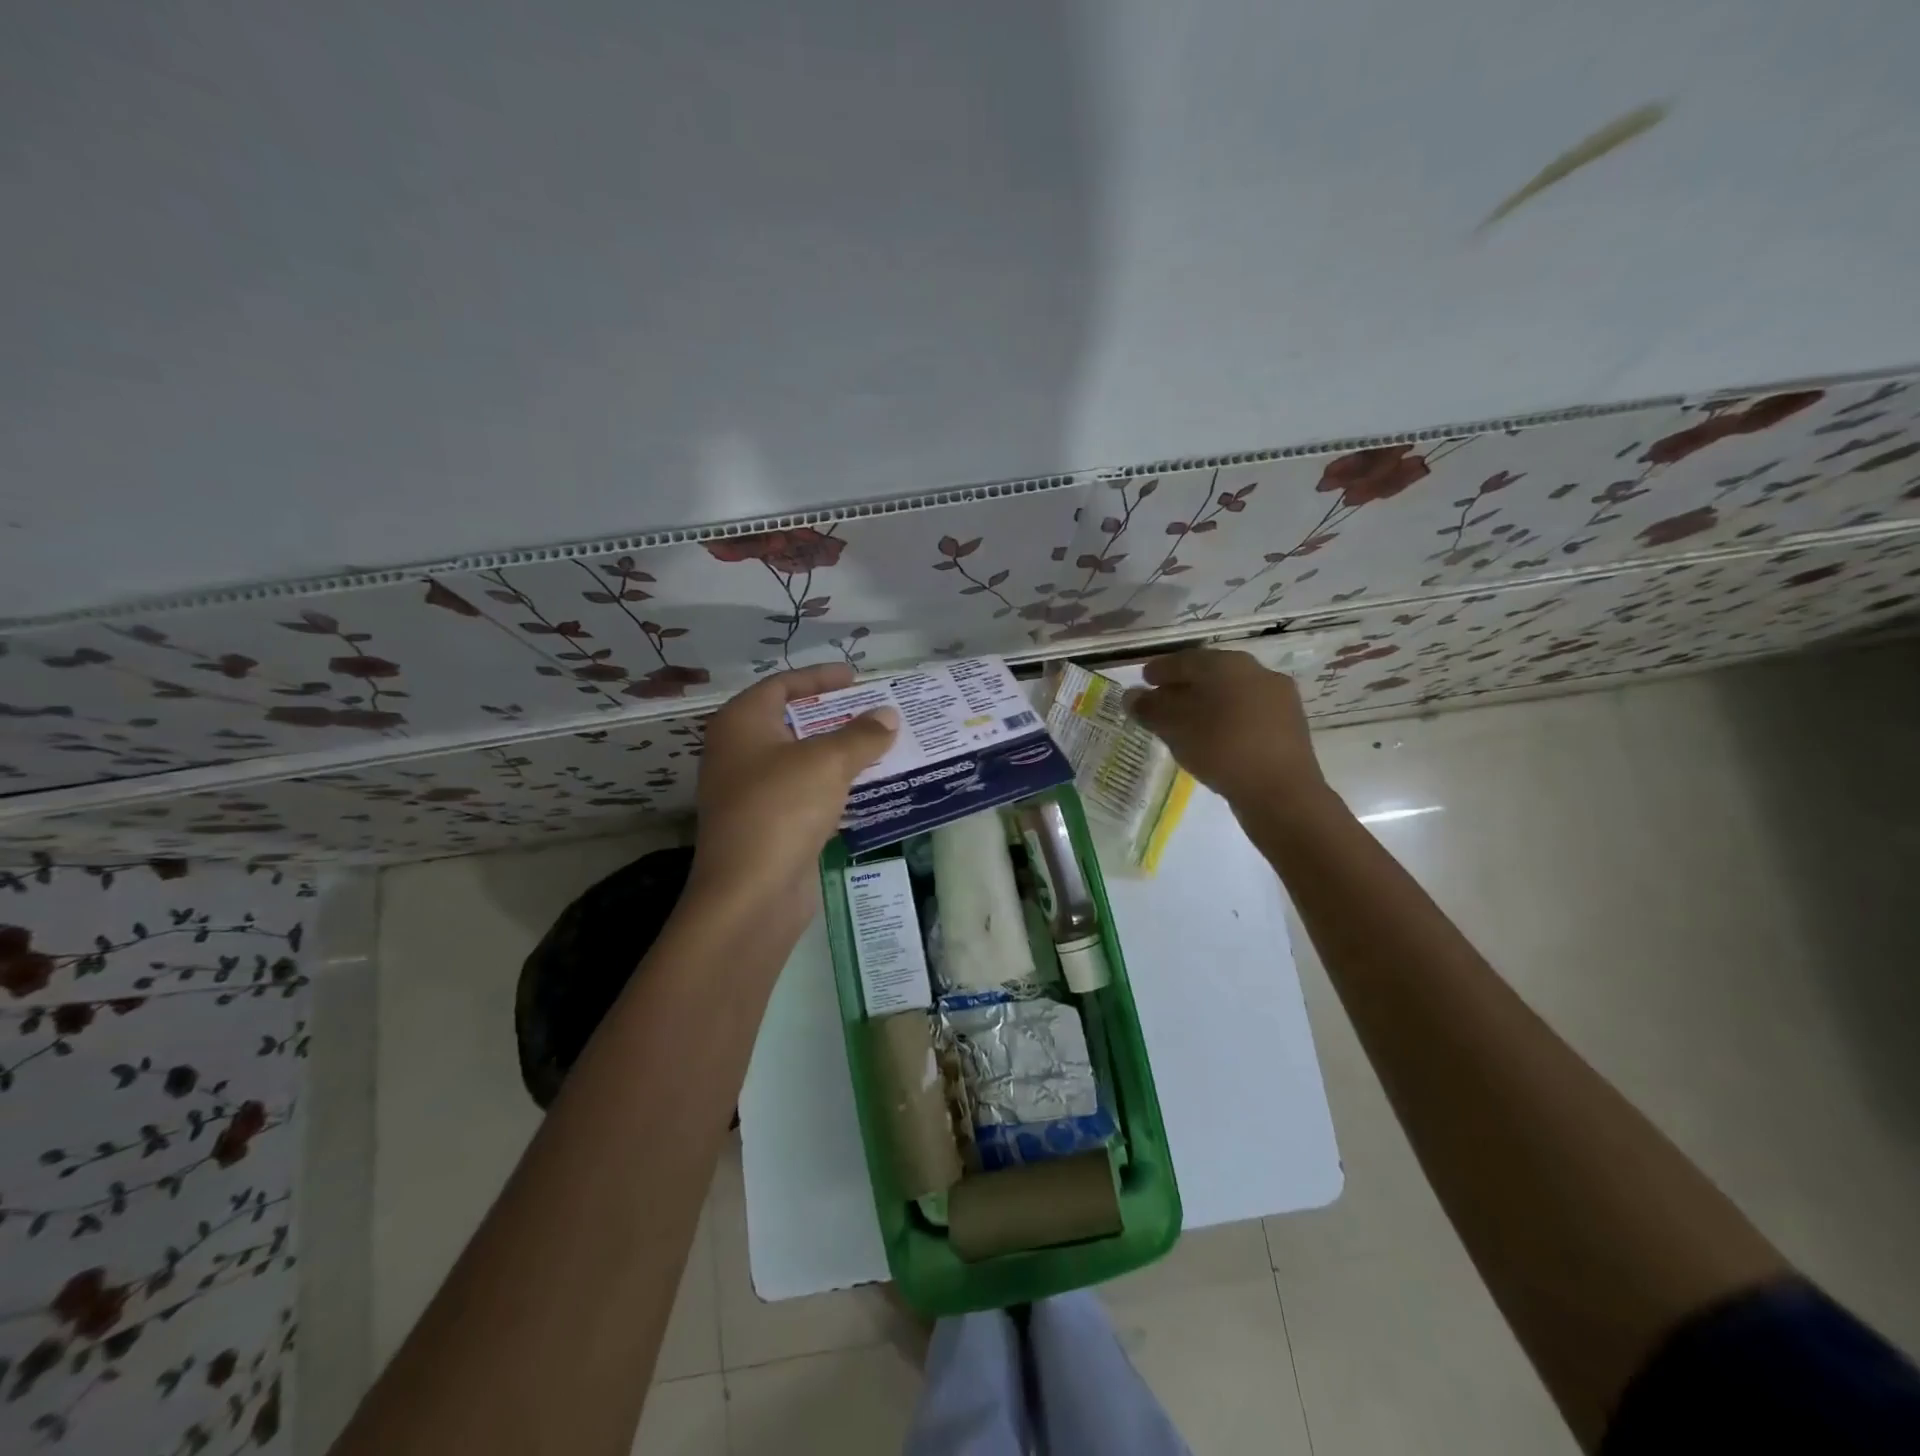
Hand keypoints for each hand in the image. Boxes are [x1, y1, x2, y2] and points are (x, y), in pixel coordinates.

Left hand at [689, 665, 898, 914]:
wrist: (751, 893)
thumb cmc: (782, 808)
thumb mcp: (828, 762)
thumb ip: (862, 735)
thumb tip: (888, 716)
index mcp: (742, 724)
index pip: (781, 685)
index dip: (819, 677)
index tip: (856, 678)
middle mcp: (739, 753)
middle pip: (793, 722)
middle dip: (836, 717)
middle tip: (876, 712)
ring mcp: (752, 792)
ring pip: (803, 762)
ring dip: (840, 754)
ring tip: (882, 747)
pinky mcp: (769, 826)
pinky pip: (807, 795)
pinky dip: (834, 788)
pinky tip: (868, 788)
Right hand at [1123, 649, 1327, 811]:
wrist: (1281, 791)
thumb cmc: (1221, 748)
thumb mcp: (1175, 728)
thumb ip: (1150, 708)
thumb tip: (1131, 696)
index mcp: (1227, 664)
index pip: (1185, 660)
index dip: (1160, 670)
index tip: (1143, 680)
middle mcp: (1256, 671)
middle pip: (1210, 674)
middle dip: (1183, 685)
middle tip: (1161, 700)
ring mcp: (1277, 697)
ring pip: (1230, 693)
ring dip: (1205, 702)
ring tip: (1184, 722)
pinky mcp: (1289, 724)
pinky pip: (1247, 712)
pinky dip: (1225, 718)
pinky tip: (1213, 736)